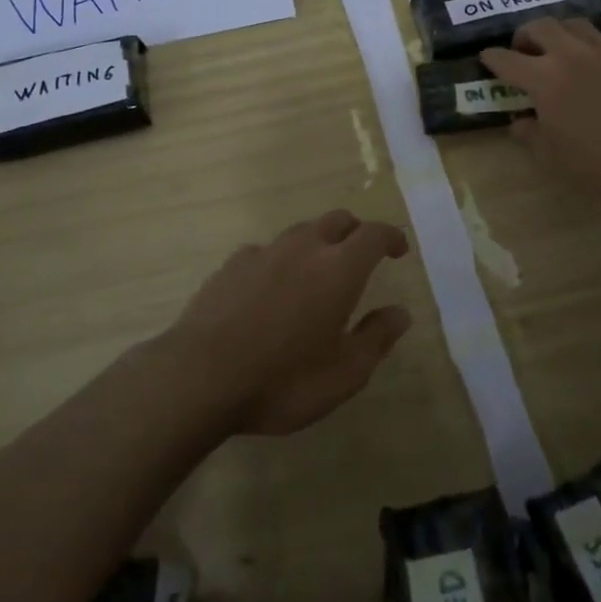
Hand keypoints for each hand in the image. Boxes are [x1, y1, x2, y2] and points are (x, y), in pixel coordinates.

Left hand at [162, 210, 411, 435]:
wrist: (200, 376)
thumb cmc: (282, 380)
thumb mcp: (343, 374)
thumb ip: (376, 338)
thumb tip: (400, 313)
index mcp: (338, 269)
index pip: (374, 234)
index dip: (391, 237)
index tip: (399, 250)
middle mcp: (304, 248)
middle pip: (337, 220)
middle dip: (356, 232)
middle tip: (362, 257)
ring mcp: (264, 252)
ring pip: (301, 232)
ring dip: (318, 243)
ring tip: (318, 273)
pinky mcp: (232, 264)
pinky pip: (267, 251)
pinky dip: (281, 260)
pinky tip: (272, 289)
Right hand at [479, 18, 600, 205]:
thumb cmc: (598, 161)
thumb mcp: (552, 157)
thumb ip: (531, 135)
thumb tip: (521, 122)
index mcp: (543, 78)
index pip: (506, 60)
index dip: (492, 58)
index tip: (486, 58)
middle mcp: (570, 55)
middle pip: (540, 27)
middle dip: (525, 34)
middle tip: (524, 50)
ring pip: (574, 25)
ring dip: (560, 33)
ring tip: (560, 50)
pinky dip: (594, 48)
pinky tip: (600, 67)